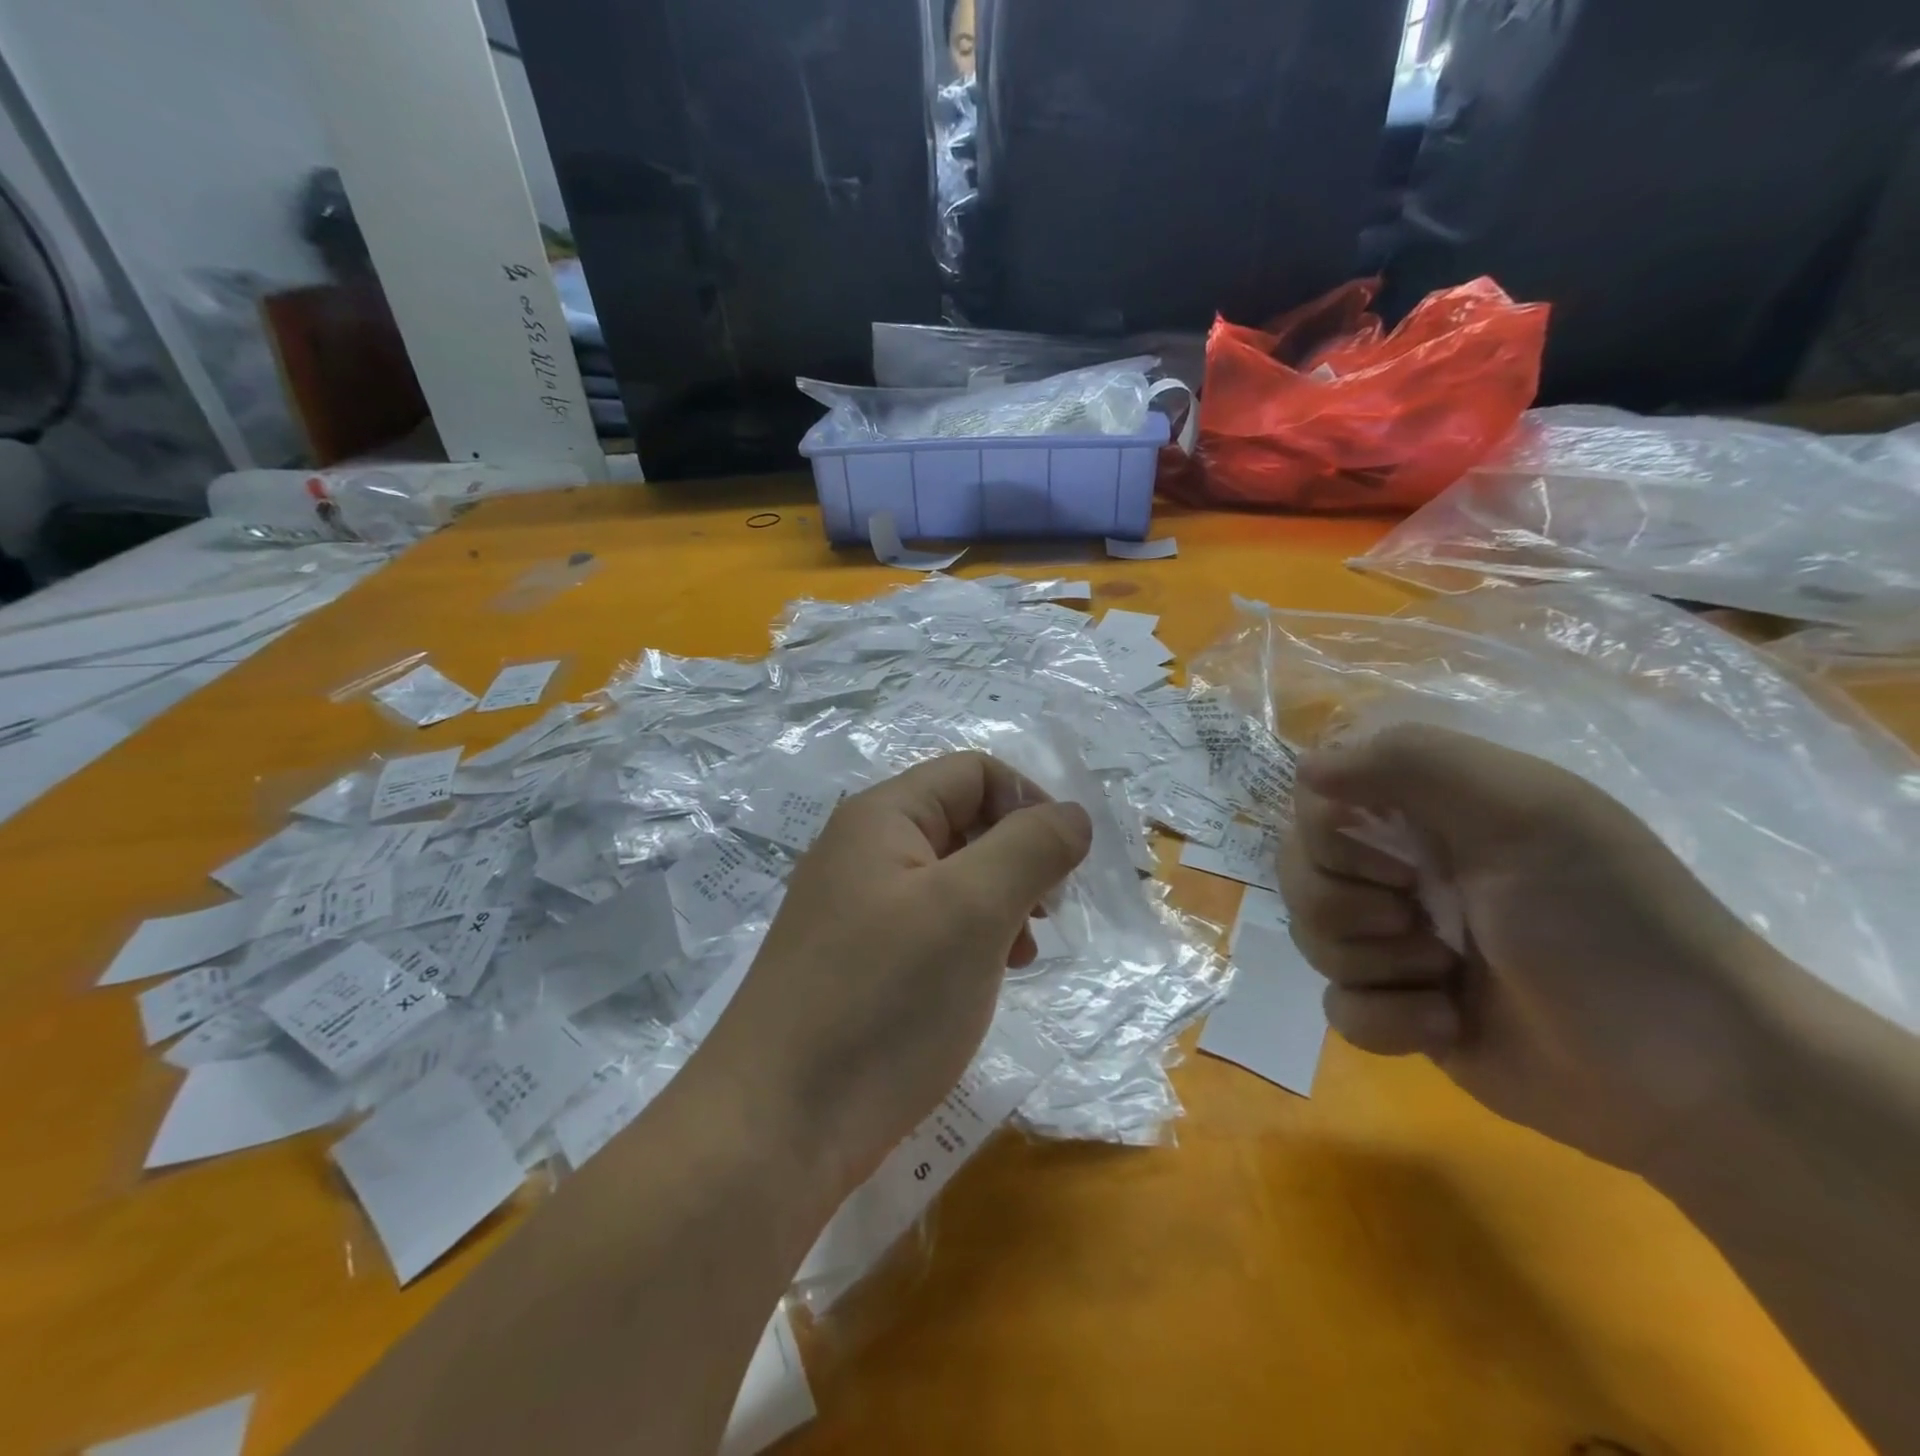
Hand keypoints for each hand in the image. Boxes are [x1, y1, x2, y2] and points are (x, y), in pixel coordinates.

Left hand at [702, 751, 1092, 1195]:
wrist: (778, 1127)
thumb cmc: (884, 1000)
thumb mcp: (972, 910)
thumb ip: (1031, 847)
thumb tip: (1073, 815)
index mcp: (882, 816)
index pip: (975, 772)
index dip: (1030, 804)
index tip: (1065, 867)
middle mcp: (863, 850)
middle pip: (963, 821)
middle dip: (1018, 857)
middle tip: (1046, 914)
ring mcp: (855, 908)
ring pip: (951, 877)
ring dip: (999, 902)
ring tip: (1021, 953)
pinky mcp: (856, 961)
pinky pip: (928, 924)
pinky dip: (969, 939)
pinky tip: (983, 980)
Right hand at [1279, 724, 1799, 1171]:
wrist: (1687, 1072)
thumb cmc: (1604, 920)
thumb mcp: (1523, 811)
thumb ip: (1409, 762)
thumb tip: (1303, 769)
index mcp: (1424, 814)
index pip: (1314, 802)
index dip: (1330, 836)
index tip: (1397, 862)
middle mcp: (1399, 869)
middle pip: (1299, 873)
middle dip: (1349, 908)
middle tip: (1422, 920)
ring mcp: (1395, 942)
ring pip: (1311, 938)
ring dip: (1376, 964)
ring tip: (1448, 977)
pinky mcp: (1397, 1009)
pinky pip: (1338, 1007)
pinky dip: (1386, 1020)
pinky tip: (1445, 1025)